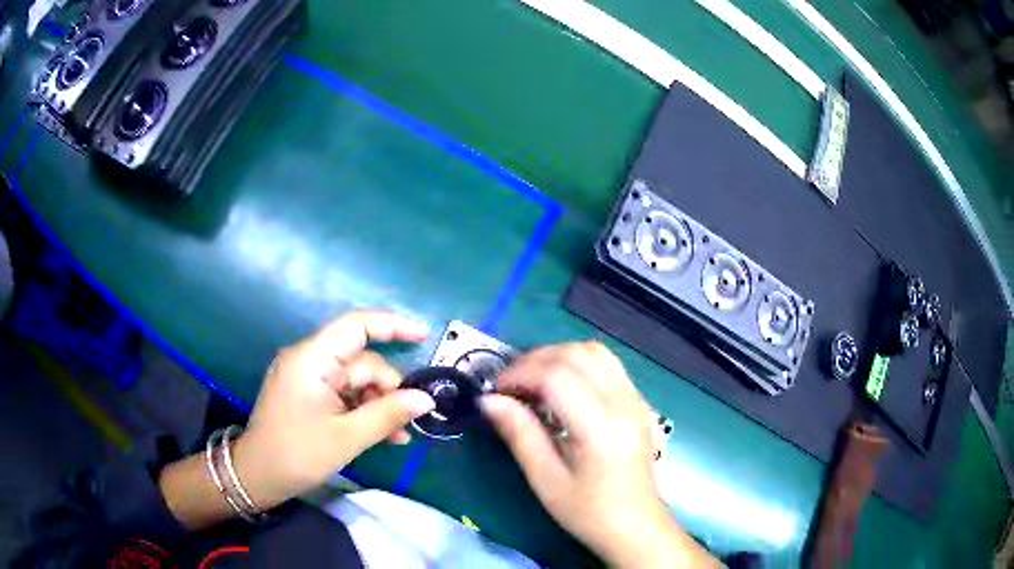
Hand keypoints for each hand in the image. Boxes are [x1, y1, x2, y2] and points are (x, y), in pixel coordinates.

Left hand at [231, 311, 435, 510]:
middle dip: (388, 388)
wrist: (257, 477)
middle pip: (361, 361)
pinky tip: (383, 434)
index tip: (425, 335)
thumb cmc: (297, 454)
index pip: (356, 326)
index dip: (393, 326)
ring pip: (356, 380)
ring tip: (398, 436)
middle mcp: (309, 359)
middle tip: (409, 420)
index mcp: (311, 359)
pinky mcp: (308, 394)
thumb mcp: (347, 437)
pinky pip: (344, 394)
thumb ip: (388, 414)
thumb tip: (426, 399)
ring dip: (379, 404)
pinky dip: (364, 410)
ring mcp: (307, 377)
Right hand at [481, 342, 715, 567]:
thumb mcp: (546, 479)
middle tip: (510, 386)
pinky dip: (577, 362)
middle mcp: (623, 403)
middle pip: (575, 354)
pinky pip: (606, 363)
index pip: (557, 376)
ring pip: (593, 351)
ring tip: (533, 383)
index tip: (496, 391)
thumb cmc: (588, 511)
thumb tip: (488, 400)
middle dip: (534, 361)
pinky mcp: (637, 401)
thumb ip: (519, 434)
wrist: (635, 524)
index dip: (520, 374)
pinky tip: (561, 387)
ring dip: (557, 357)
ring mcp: (635, 398)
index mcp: (601, 427)